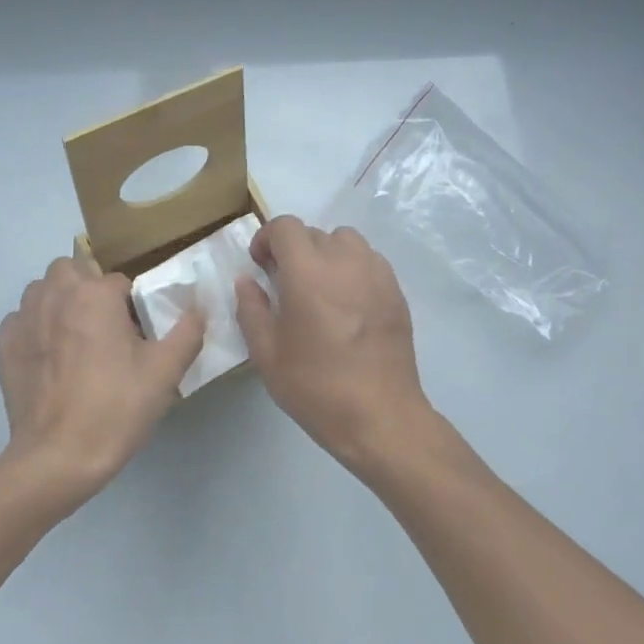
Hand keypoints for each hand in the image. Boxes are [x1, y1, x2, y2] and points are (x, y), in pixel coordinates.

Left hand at [0, 256, 204, 511]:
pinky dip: (33, 331)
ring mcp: (22, 319)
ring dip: (57, 304)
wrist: (58, 457)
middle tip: (102, 328)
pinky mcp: (3, 346)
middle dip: (86, 289)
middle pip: (71, 271)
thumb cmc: (116, 408)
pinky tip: (48, 362)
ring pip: (41, 292)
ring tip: (73, 342)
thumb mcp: (165, 372)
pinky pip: (20, 322)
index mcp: (93, 294)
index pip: (118, 281)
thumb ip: (187, 332)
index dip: (131, 306)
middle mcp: (53, 295)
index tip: (135, 337)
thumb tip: (197, 309)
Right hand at [235, 216, 435, 473]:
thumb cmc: (315, 387)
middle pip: (314, 233)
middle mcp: (345, 262)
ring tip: (319, 288)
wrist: (379, 417)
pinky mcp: (396, 292)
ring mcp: (377, 275)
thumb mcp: (267, 353)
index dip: (267, 239)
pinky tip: (346, 304)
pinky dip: (352, 268)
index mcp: (308, 273)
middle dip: (293, 249)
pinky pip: (369, 261)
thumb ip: (251, 309)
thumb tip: (247, 281)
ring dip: (326, 254)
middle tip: (284, 283)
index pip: (286, 227)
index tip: (260, 266)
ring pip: (347, 241)